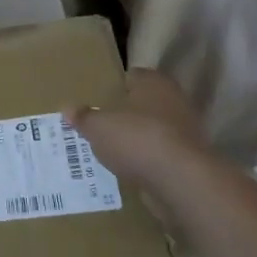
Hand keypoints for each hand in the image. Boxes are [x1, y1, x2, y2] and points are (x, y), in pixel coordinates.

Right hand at [68, 69, 207, 185]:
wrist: (180, 180)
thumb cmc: (135, 138)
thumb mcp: (97, 127)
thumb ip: (83, 117)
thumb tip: (67, 108)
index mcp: (153, 83)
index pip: (133, 76)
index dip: (115, 85)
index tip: (98, 96)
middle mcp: (174, 101)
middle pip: (145, 103)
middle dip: (126, 113)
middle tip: (101, 122)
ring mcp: (186, 130)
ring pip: (154, 128)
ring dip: (137, 137)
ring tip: (111, 148)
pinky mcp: (189, 158)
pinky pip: (160, 153)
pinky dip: (147, 158)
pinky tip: (128, 167)